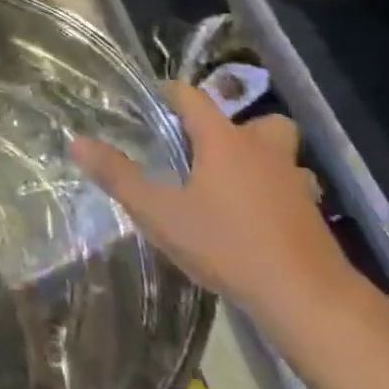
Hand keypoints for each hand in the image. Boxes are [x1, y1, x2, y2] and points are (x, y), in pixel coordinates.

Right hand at [73, 82, 360, 334]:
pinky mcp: (311, 211)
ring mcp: (293, 179)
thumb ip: (118, 176)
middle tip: (202, 149)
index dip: (171, 93)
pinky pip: (293, 186)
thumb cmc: (227, 244)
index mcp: (223, 140)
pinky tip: (259, 218)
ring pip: (280, 152)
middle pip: (252, 119)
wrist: (304, 295)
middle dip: (229, 127)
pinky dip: (278, 192)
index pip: (193, 97)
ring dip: (261, 158)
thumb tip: (77, 142)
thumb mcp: (160, 213)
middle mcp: (262, 149)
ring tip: (233, 182)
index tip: (152, 101)